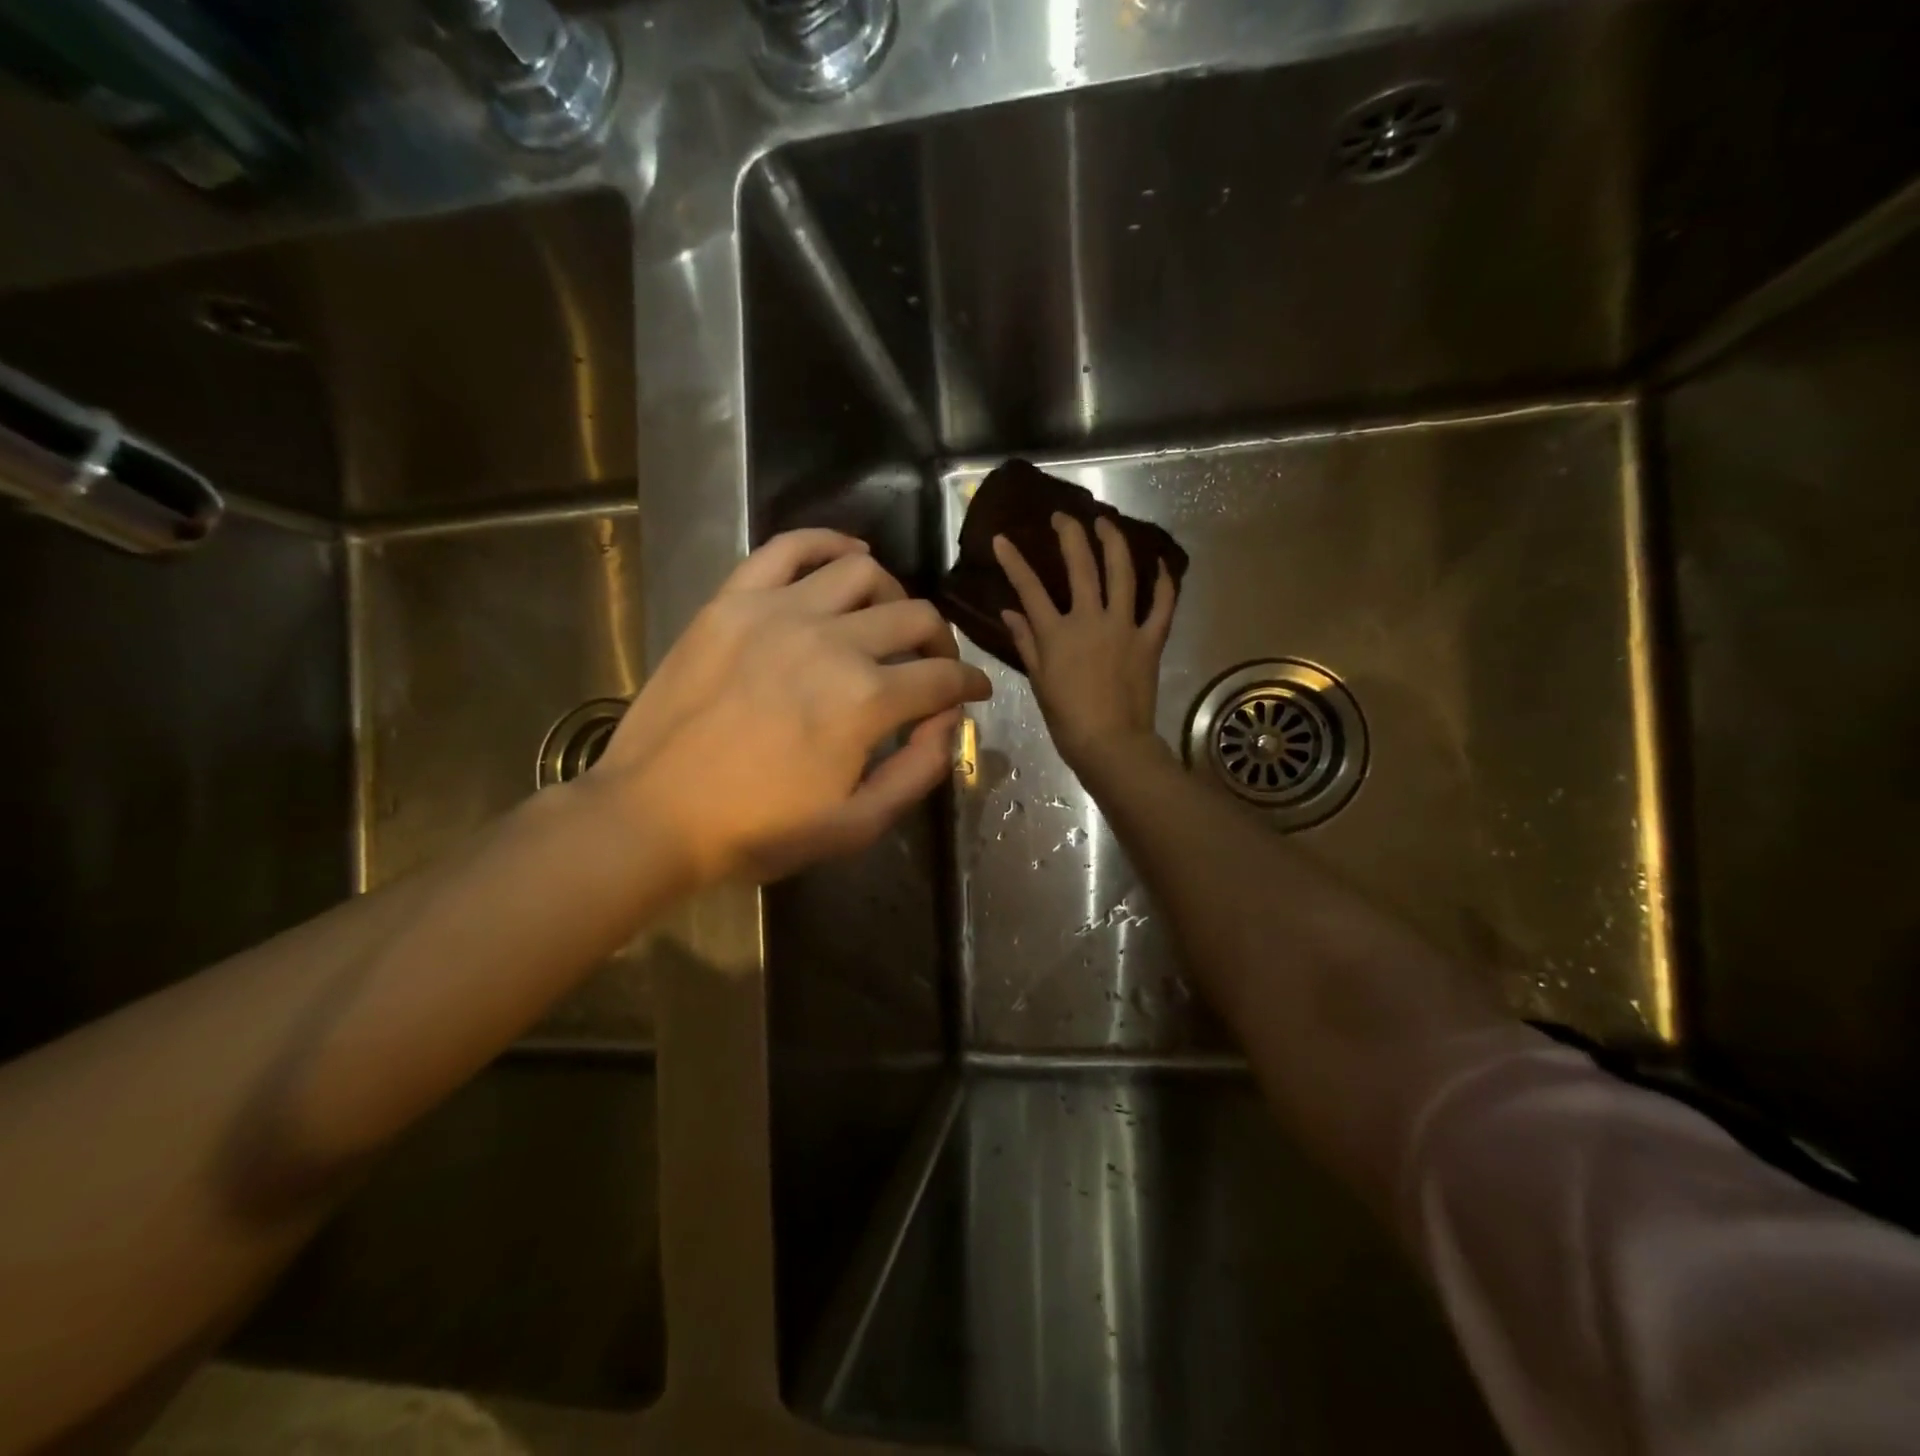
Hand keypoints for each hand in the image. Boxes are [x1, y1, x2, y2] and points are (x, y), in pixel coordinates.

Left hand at [590, 530, 991, 883]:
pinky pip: (788, 547)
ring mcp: (778, 612)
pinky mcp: (733, 600)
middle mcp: (831, 642)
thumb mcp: (855, 825)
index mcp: (866, 701)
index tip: (975, 691)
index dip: (970, 685)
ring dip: (893, 596)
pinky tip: (848, 558)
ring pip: (863, 573)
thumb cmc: (757, 830)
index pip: (943, 677)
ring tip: (886, 622)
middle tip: (934, 665)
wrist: (653, 815)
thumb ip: (918, 771)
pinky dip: (828, 542)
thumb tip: (949, 722)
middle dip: (941, 644)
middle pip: (915, 618)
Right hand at [994, 514, 1177, 775]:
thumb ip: (1026, 643)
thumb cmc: (1068, 719)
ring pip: (1122, 573)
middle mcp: (1090, 620)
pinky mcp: (1150, 640)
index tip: (1003, 539)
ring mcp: (1124, 627)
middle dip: (1070, 535)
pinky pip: (1162, 606)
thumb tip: (1010, 613)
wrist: (1111, 744)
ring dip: (1114, 542)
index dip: (1014, 561)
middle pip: (1080, 566)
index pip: (1029, 588)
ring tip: (1107, 522)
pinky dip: (1163, 583)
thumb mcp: (1039, 681)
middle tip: (1064, 516)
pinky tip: (1159, 564)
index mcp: (1057, 633)